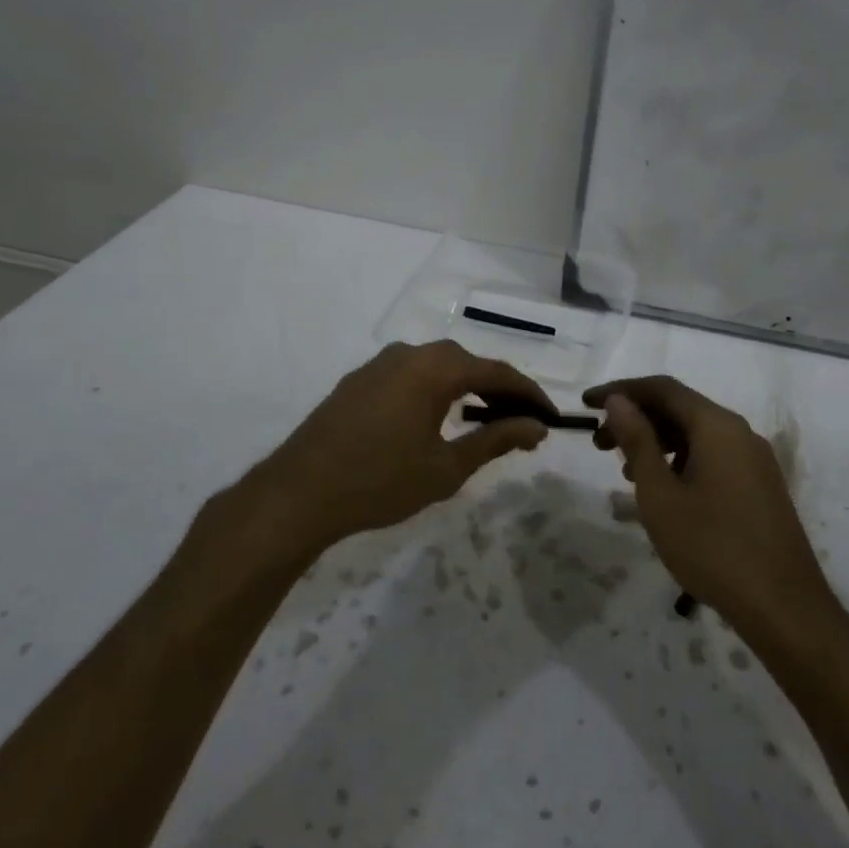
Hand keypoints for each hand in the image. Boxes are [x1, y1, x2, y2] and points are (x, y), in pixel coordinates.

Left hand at [254, 341, 555, 553]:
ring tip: (485, 421)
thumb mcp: (446, 467)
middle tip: (521, 422)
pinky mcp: (358, 380)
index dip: (529, 394)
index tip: (550, 418)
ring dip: (466, 388)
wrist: (298, 494)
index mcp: (435, 368)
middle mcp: (409, 353)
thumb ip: (496, 440)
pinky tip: (437, 418)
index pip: (497, 372)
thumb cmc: (380, 482)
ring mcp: (379, 364)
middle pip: (467, 363)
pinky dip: (435, 391)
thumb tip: (536, 427)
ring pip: (437, 366)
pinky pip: (410, 375)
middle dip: (499, 390)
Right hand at [585, 375, 831, 635]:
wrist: (784, 609)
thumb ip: (637, 441)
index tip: (586, 404)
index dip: (621, 391)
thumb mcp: (661, 495)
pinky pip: (712, 457)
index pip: (662, 389)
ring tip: (624, 472)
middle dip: (636, 419)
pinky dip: (680, 461)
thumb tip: (618, 401)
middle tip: (598, 443)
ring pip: (696, 435)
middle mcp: (740, 433)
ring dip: (656, 443)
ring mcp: (754, 460)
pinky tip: (663, 491)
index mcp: (717, 426)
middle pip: (680, 409)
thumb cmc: (713, 548)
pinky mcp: (760, 487)